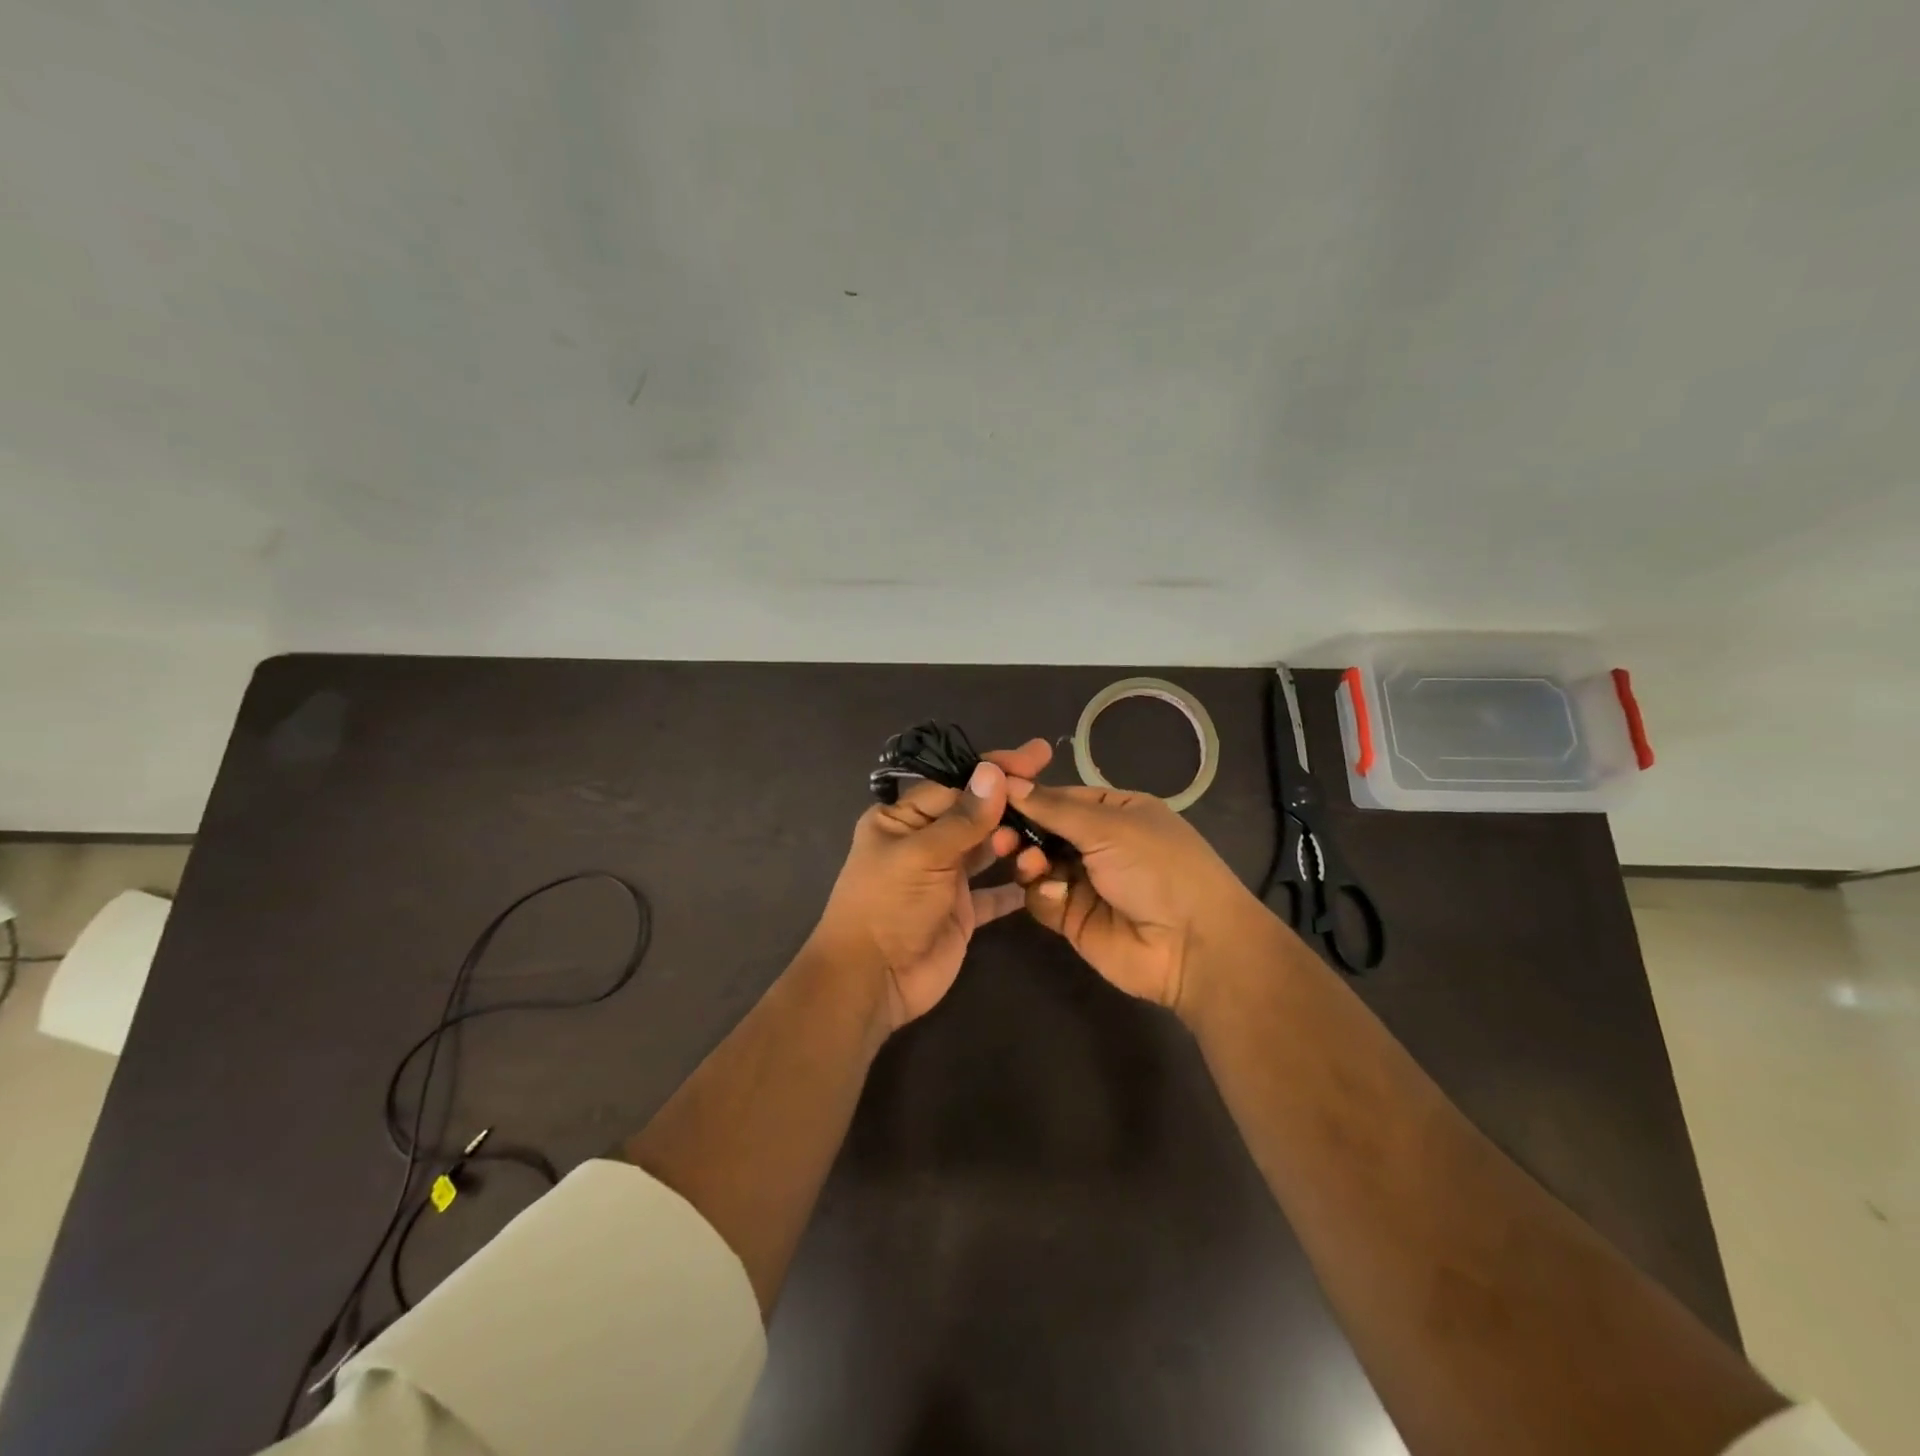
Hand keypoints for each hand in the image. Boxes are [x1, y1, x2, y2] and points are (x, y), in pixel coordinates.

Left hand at [814, 738, 1054, 1031]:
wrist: (872, 982)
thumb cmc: (887, 906)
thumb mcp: (922, 855)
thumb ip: (963, 818)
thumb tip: (994, 772)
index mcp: (902, 819)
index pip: (954, 783)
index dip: (994, 769)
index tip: (1036, 755)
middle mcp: (924, 842)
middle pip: (974, 813)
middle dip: (1010, 801)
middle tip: (1053, 789)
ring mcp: (945, 877)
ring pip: (987, 849)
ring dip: (1015, 840)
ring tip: (1046, 833)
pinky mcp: (962, 911)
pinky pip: (995, 892)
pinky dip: (1015, 885)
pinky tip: (1043, 872)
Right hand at [1008, 781, 1271, 1016]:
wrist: (1192, 945)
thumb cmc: (1158, 868)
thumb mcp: (1109, 826)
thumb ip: (1054, 808)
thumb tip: (1007, 780)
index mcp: (1115, 811)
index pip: (1059, 796)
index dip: (1026, 795)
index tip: (991, 793)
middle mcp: (1098, 843)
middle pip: (1042, 830)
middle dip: (1020, 830)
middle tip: (1001, 837)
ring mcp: (1084, 881)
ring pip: (1036, 864)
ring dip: (1028, 860)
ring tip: (1032, 864)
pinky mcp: (1072, 918)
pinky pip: (1041, 898)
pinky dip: (1042, 893)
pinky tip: (1056, 894)